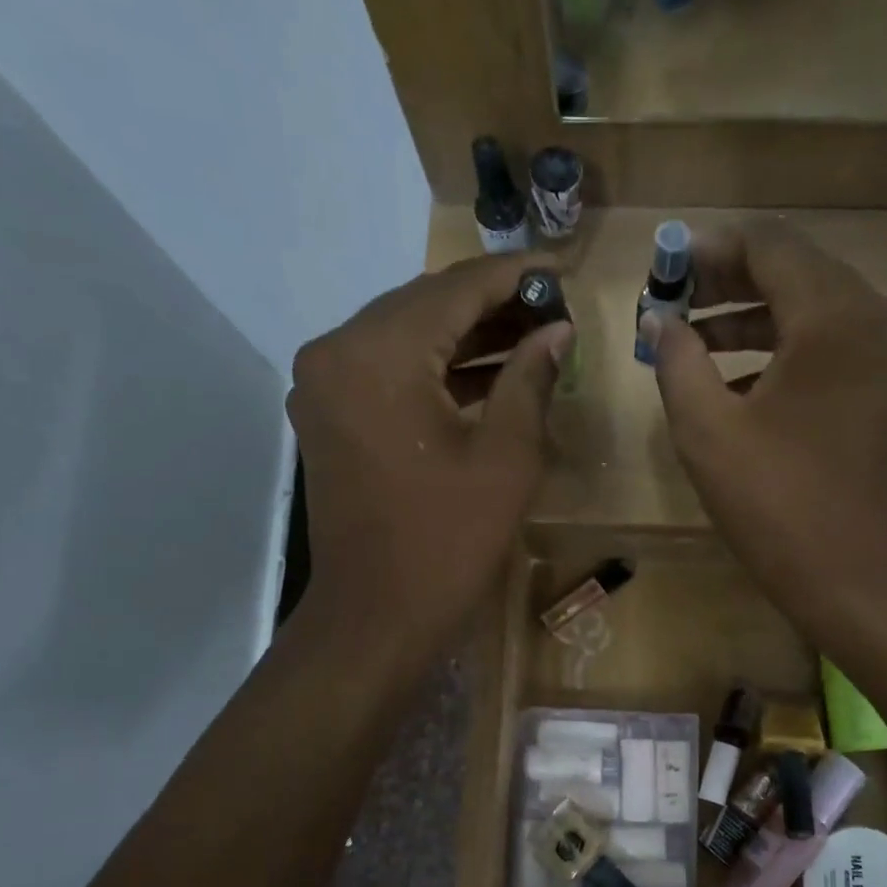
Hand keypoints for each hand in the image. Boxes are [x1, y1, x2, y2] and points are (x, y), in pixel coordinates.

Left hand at [288, 255, 570, 660]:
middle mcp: (337, 352)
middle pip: (424, 304)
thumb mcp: (506, 456)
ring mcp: (325, 384)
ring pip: (406, 335)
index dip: (514, 276)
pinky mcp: (330, 414)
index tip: (560, 271)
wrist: (377, 616)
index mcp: (378, 354)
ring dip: (466, 336)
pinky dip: (436, 368)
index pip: (454, 288)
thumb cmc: (448, 541)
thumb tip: (557, 329)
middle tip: (553, 308)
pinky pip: (389, 369)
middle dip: (491, 304)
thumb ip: (531, 378)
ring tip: (532, 336)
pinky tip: (489, 373)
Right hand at [641, 219, 886, 616]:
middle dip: (730, 281)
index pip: (769, 245)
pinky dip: (789, 349)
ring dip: (755, 318)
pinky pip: (838, 346)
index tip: (665, 268)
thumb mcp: (706, 429)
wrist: (852, 576)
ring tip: (695, 340)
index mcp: (837, 317)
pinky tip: (740, 380)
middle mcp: (881, 319)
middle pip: (798, 270)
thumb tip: (658, 320)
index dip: (710, 249)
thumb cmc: (774, 503)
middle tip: (674, 302)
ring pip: (818, 309)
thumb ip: (676, 359)